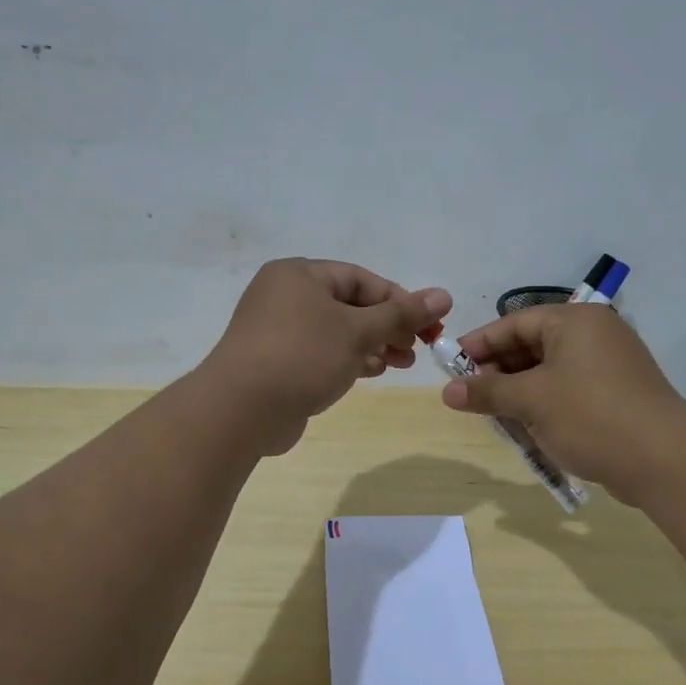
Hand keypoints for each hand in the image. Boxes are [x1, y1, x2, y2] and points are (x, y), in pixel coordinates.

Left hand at [202, 258, 452, 455]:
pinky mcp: (277, 362)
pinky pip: (322, 353)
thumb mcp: (358, 331)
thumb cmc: (302, 356)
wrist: (241, 410)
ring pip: (337, 331)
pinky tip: (374, 371)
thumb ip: (401, 314)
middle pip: (350, 305)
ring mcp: (278, 331)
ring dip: (373, 345)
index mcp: (299, 275)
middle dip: (388, 326)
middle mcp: (285, 296)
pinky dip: (349, 359)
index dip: (399, 299)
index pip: (360, 278)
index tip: (428, 324)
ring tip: (403, 363)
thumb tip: (444, 295)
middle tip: (419, 347)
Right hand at [440, 304, 685, 503]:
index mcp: (574, 321)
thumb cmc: (590, 416)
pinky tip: (528, 428)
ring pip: (549, 371)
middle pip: (532, 345)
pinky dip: (545, 404)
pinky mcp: (618, 394)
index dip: (479, 345)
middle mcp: (594, 334)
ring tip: (495, 416)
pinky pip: (569, 390)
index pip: (514, 323)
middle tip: (470, 396)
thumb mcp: (531, 401)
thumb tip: (447, 391)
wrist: (664, 460)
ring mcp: (610, 365)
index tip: (449, 367)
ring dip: (519, 392)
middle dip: (498, 372)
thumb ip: (487, 392)